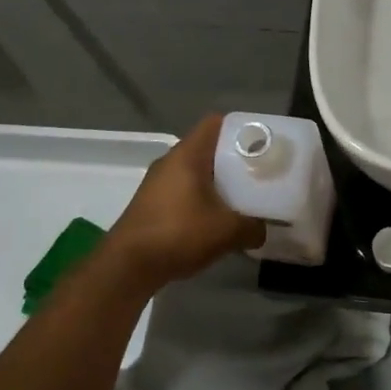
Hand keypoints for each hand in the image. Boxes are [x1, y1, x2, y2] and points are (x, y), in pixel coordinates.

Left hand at [105, 115, 264, 286]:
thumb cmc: (178, 233)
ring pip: (195, 172)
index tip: (260, 143)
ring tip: (242, 198)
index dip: (240, 129)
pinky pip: (184, 191)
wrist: (127, 266)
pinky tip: (215, 221)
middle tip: (258, 173)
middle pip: (207, 148)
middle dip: (233, 159)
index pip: (215, 123)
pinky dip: (201, 200)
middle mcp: (170, 162)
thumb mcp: (226, 231)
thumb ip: (252, 227)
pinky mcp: (152, 204)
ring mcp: (157, 184)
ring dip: (217, 183)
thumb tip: (263, 229)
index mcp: (187, 155)